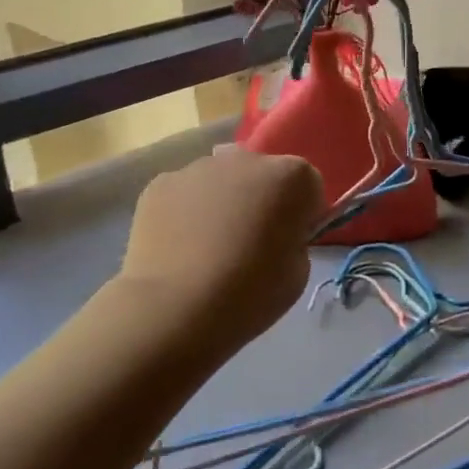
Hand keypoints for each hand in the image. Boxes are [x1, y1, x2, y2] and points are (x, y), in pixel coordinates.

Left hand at [116, 147, 324, 356]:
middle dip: (261, 199)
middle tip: (249, 241)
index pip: (307, 184)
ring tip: (207, 246)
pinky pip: (185, 192)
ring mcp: (199, 167)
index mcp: (291, 176)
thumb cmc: (250, 293)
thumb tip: (274, 231)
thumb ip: (293, 237)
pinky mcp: (161, 183)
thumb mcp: (299, 270)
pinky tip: (179, 246)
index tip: (290, 241)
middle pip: (262, 174)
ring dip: (222, 201)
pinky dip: (186, 211)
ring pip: (221, 180)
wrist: (176, 309)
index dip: (302, 213)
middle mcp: (247, 159)